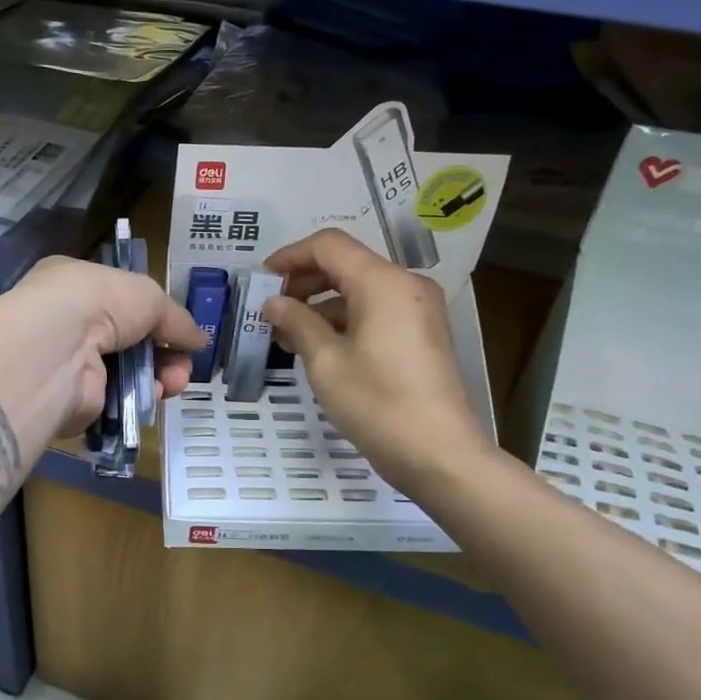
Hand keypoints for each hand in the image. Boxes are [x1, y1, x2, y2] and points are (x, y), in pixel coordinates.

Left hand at [0, 257, 206, 438]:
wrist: (56, 351)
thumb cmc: (98, 303)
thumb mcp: (148, 295)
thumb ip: (176, 319)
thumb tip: (200, 340)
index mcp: (75, 285)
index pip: (120, 300)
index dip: (154, 316)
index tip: (182, 333)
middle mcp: (68, 323)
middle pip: (129, 340)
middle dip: (165, 353)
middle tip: (185, 365)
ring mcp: (70, 363)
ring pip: (127, 372)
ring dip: (159, 376)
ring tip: (174, 382)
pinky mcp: (74, 400)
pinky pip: (117, 400)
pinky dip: (140, 398)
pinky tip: (154, 395)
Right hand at [263, 229, 488, 495]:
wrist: (438, 453)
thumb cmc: (376, 403)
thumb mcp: (326, 362)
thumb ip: (297, 322)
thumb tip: (273, 302)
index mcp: (383, 282)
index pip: (329, 245)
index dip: (290, 256)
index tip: (262, 280)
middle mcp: (406, 285)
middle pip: (346, 264)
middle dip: (304, 282)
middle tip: (271, 310)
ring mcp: (418, 309)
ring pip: (360, 290)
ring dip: (321, 305)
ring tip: (287, 335)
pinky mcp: (422, 333)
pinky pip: (377, 311)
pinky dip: (345, 320)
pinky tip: (318, 347)